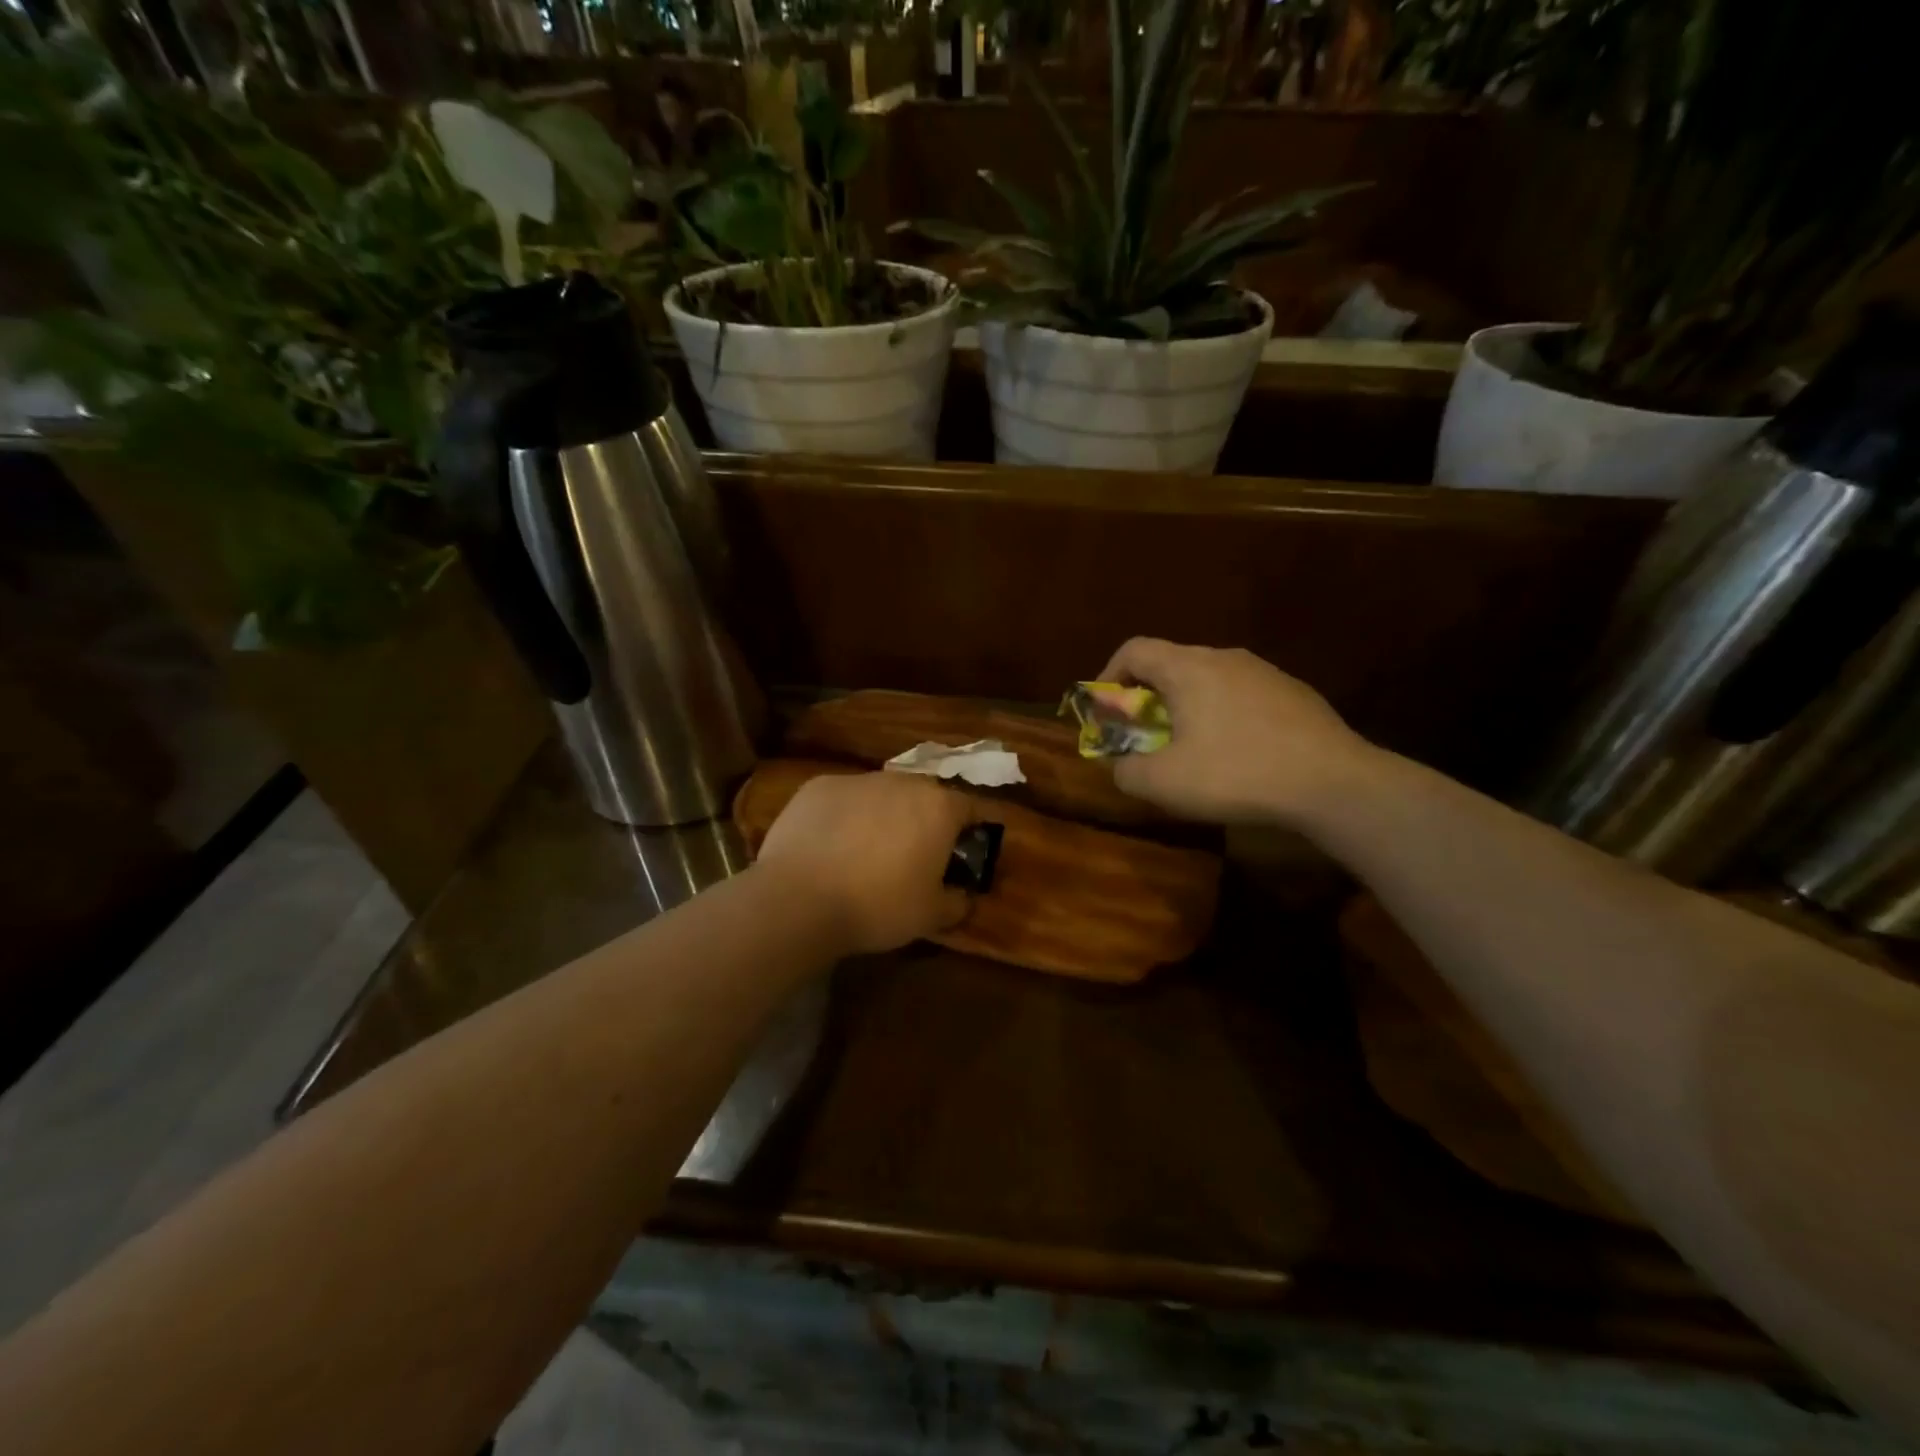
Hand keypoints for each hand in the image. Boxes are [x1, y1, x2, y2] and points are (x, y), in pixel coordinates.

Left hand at [755, 772, 979, 954]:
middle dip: (926, 819)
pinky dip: (845, 816)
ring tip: (869, 850)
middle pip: (924, 796)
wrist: (799, 899)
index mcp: (939, 808)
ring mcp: (857, 780)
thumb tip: (965, 896)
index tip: (968, 849)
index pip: (971, 807)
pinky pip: (843, 799)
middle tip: (917, 853)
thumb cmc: (878, 906)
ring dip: (884, 815)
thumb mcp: (931, 916)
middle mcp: (902, 782)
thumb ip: (957, 901)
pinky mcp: (818, 786)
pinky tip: (831, 846)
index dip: (973, 828)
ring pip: (882, 794)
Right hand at [1096, 638, 1377, 826]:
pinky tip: (1237, 754)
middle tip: (1145, 736)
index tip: (1106, 710)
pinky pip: (1242, 695)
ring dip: (1187, 707)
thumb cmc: (1236, 774)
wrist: (1333, 783)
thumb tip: (1119, 765)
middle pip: (1171, 664)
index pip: (1134, 649)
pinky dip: (1223, 715)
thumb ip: (1125, 771)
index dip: (1109, 676)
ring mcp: (1265, 672)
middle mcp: (1225, 657)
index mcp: (1188, 668)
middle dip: (1147, 698)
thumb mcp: (1164, 783)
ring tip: (1191, 748)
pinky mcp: (1294, 692)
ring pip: (1208, 680)